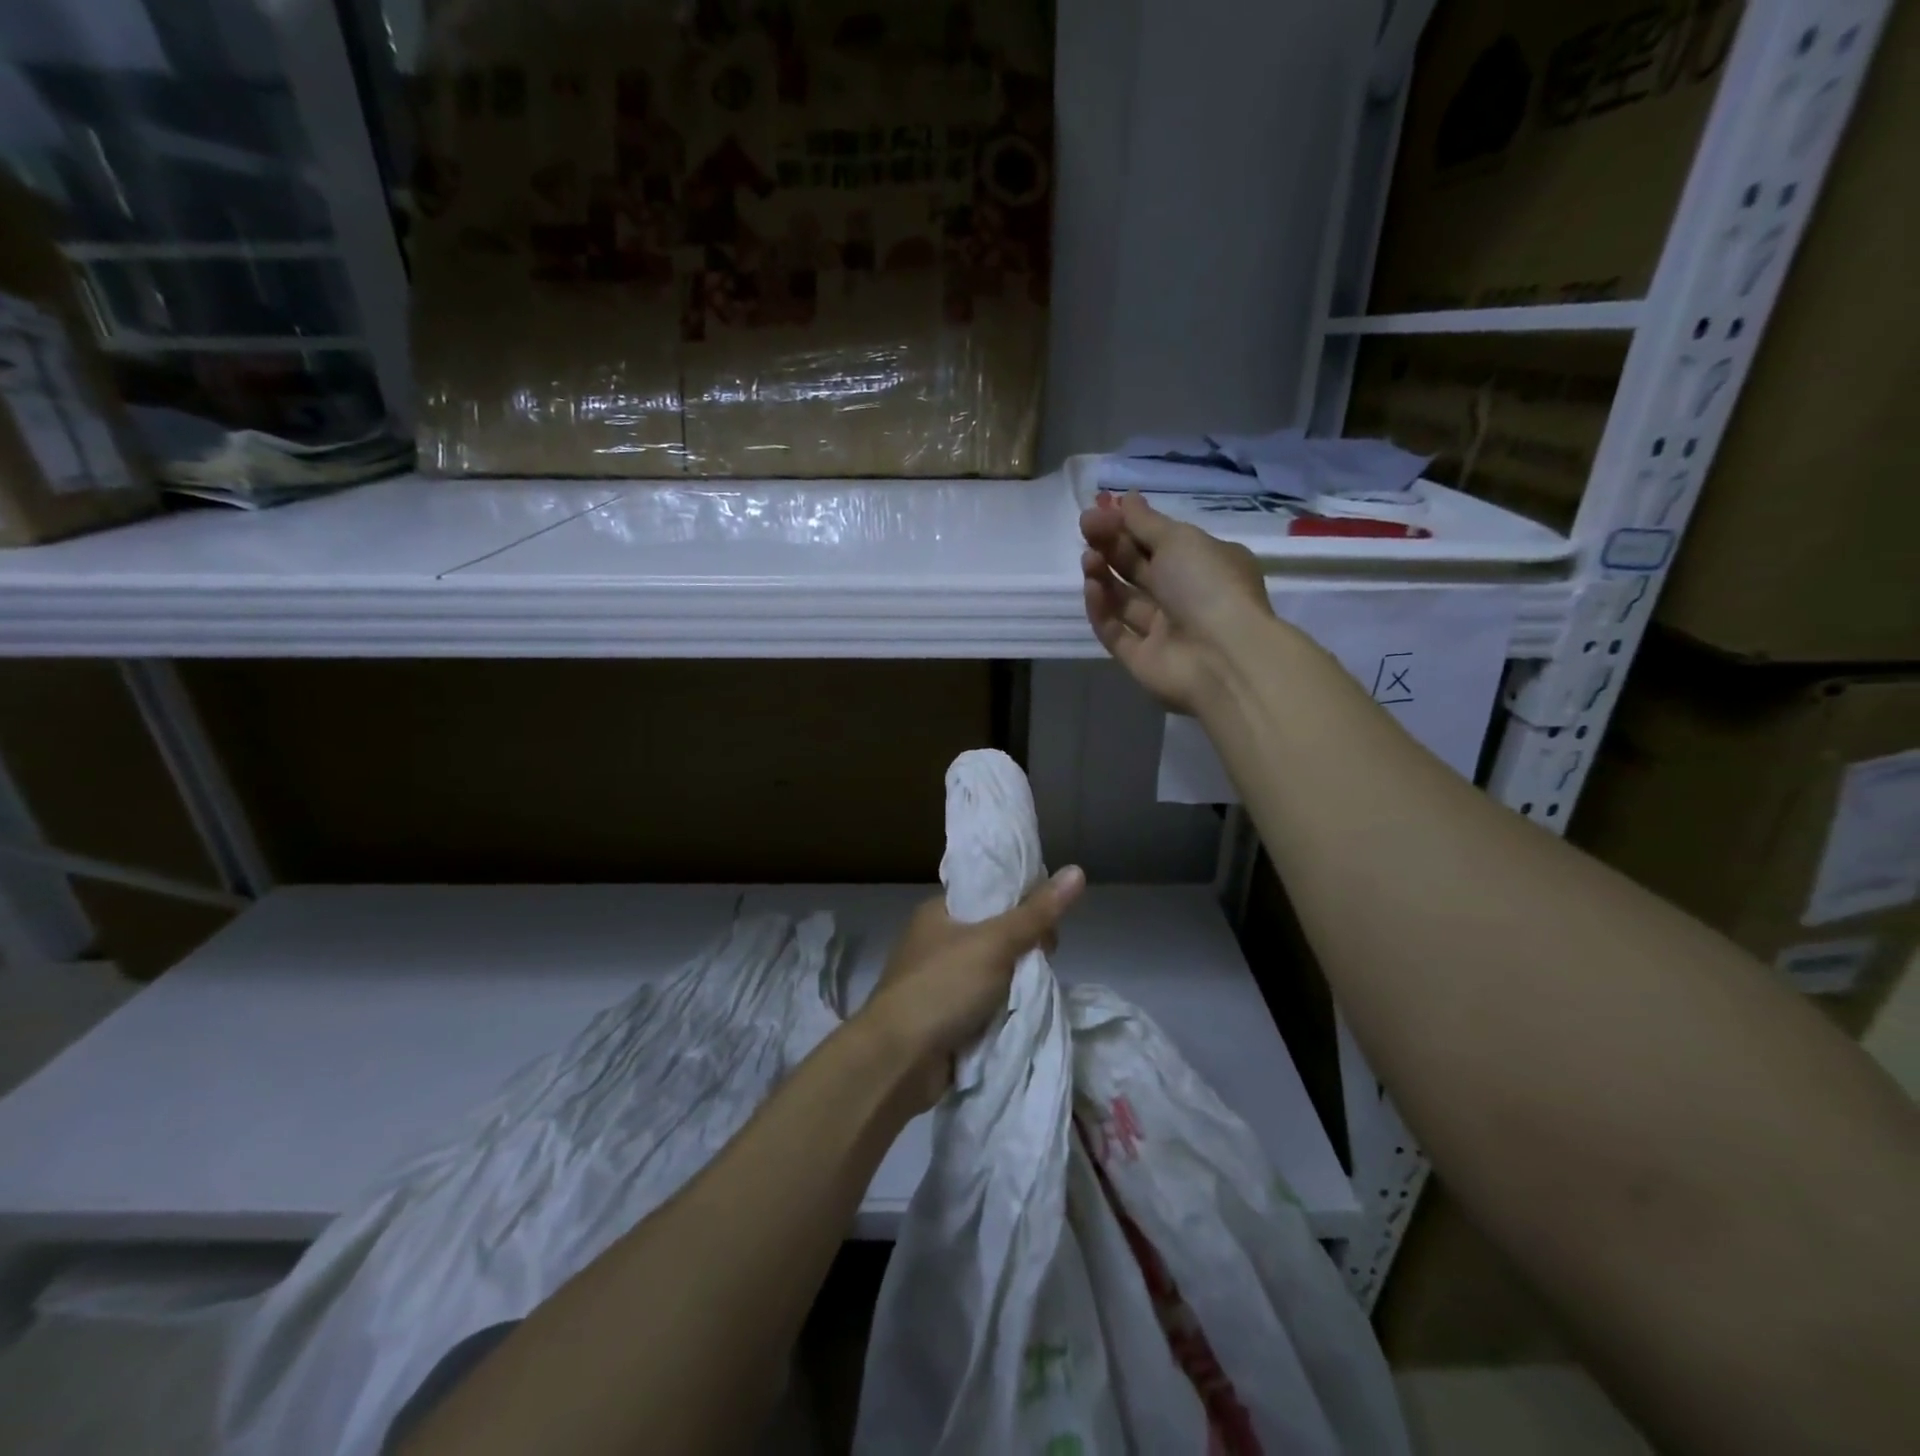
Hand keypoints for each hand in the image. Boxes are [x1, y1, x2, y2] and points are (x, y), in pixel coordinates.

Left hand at [862, 866, 1085, 1110]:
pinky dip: (1001, 1008)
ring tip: (1035, 990)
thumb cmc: (942, 987)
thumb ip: (1036, 912)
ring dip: (1015, 982)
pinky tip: (1020, 1014)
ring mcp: (938, 981)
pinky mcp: (943, 1016)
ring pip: (993, 971)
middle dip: (1024, 949)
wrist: (898, 1060)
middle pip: (996, 933)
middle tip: (1045, 961)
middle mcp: (936, 941)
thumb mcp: (995, 943)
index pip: (991, 893)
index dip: (1024, 902)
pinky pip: (984, 1003)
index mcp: (939, 911)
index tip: (1051, 924)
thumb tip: (1076, 870)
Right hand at [1081, 492, 1276, 713]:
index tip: (1102, 509)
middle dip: (1112, 546)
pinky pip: (1115, 631)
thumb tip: (1126, 498)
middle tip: (1086, 527)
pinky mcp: (1141, 658)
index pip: (1161, 542)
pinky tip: (1092, 588)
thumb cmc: (1208, 586)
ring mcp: (1162, 631)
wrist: (1222, 657)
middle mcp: (1184, 597)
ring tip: (1088, 559)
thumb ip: (1147, 522)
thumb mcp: (1180, 540)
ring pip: (1124, 599)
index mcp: (1205, 565)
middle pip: (1139, 568)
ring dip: (1104, 575)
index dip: (1131, 525)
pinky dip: (1102, 609)